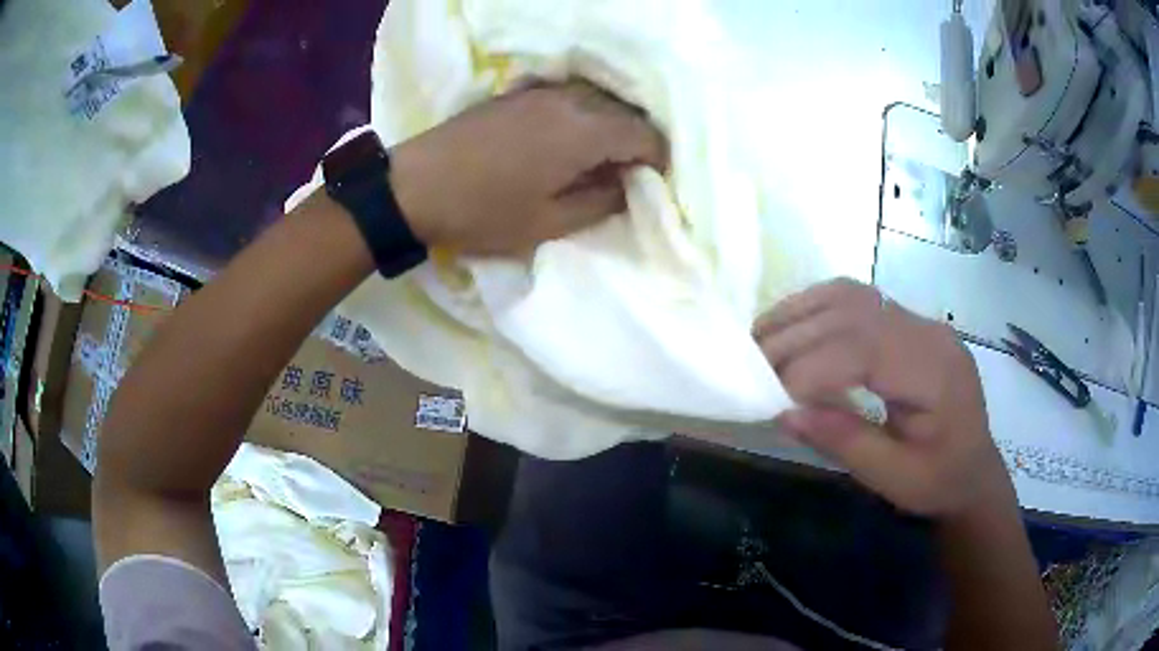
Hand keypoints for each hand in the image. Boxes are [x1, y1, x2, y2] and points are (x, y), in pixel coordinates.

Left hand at [390, 81, 667, 255]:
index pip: (645, 135)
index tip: (652, 184)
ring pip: (597, 100)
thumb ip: (601, 201)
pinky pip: (568, 96)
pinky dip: (581, 114)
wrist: (414, 186)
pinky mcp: (518, 92)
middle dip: (636, 141)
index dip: (658, 160)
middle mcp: (569, 100)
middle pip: (624, 111)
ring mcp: (541, 91)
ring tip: (599, 159)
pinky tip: (567, 138)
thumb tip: (629, 184)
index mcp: (583, 132)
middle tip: (627, 175)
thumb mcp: (548, 223)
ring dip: (609, 126)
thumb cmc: (482, 212)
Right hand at [753, 278, 1013, 519]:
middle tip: (752, 367)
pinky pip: (856, 299)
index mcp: (937, 373)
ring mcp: (919, 322)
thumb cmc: (940, 482)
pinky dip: (816, 308)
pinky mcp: (907, 323)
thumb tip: (785, 412)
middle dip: (796, 339)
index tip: (772, 399)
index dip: (811, 369)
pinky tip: (793, 327)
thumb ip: (845, 442)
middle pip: (853, 315)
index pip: (865, 350)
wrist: (974, 470)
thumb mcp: (895, 479)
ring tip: (761, 339)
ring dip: (800, 313)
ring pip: (851, 295)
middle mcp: (929, 333)